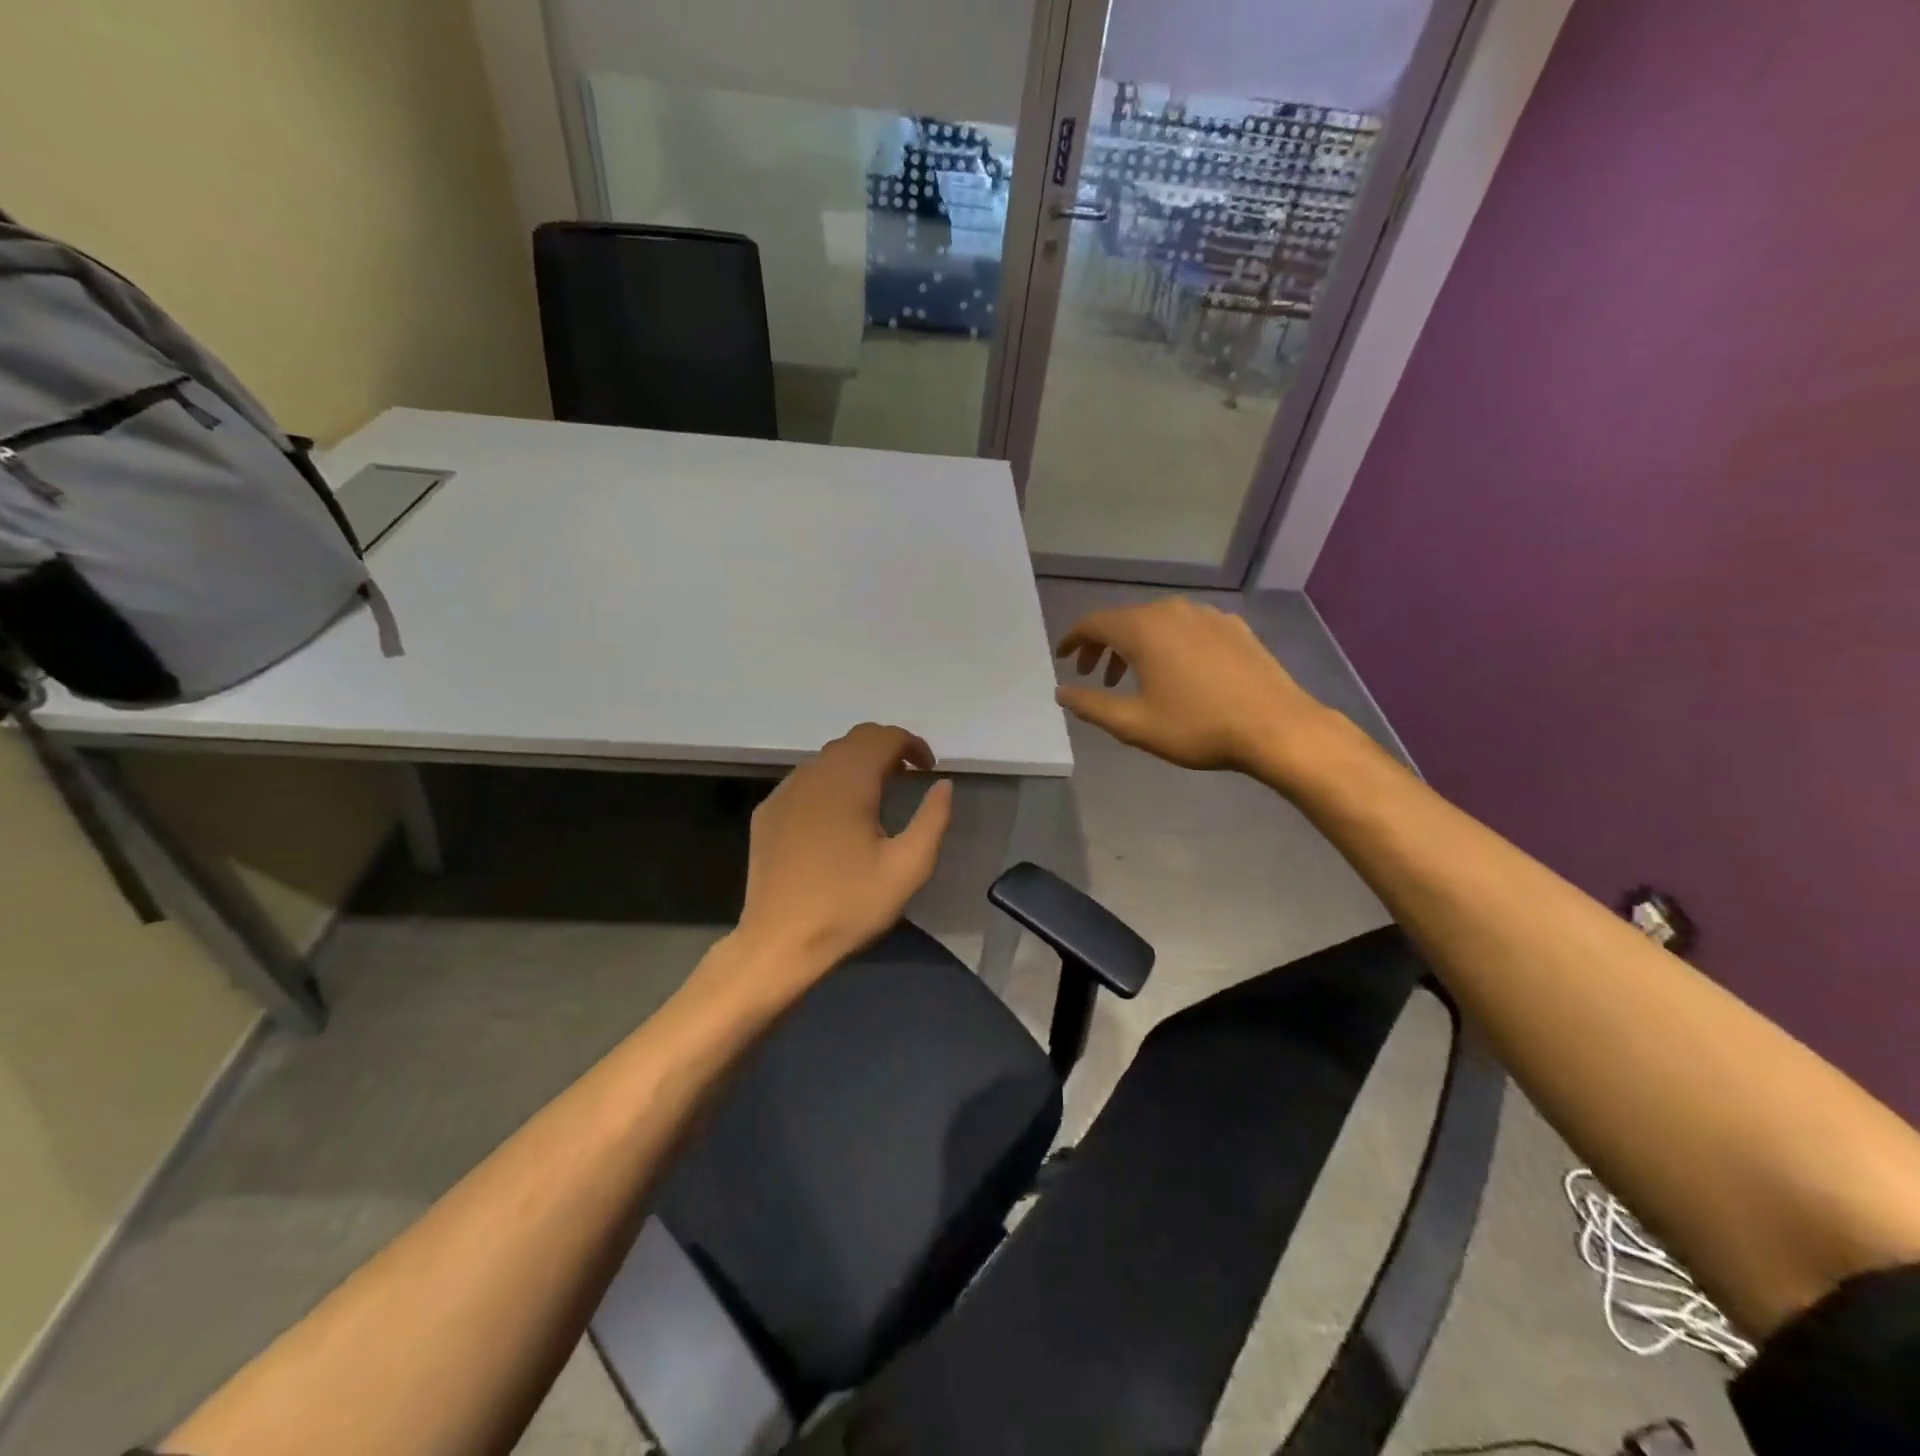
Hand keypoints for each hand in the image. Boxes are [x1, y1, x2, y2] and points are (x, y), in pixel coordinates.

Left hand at [730, 723, 954, 989]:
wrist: (779, 942)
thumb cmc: (849, 905)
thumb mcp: (908, 868)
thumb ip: (933, 819)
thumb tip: (943, 784)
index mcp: (848, 782)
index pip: (882, 736)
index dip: (911, 744)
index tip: (928, 769)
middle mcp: (813, 775)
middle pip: (854, 740)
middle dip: (886, 749)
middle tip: (908, 777)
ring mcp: (784, 792)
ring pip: (827, 759)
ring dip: (857, 765)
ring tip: (877, 795)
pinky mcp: (768, 812)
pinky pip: (805, 780)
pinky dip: (830, 783)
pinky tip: (837, 817)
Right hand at [1055, 598, 1332, 777]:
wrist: (1276, 726)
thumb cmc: (1198, 726)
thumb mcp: (1134, 724)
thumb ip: (1091, 705)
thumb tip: (1061, 692)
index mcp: (1142, 629)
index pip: (1093, 623)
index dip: (1073, 639)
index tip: (1063, 658)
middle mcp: (1171, 610)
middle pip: (1125, 619)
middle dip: (1104, 645)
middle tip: (1095, 676)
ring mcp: (1207, 615)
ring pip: (1158, 622)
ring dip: (1137, 645)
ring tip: (1135, 678)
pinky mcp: (1234, 627)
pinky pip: (1188, 627)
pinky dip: (1169, 644)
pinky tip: (1179, 672)